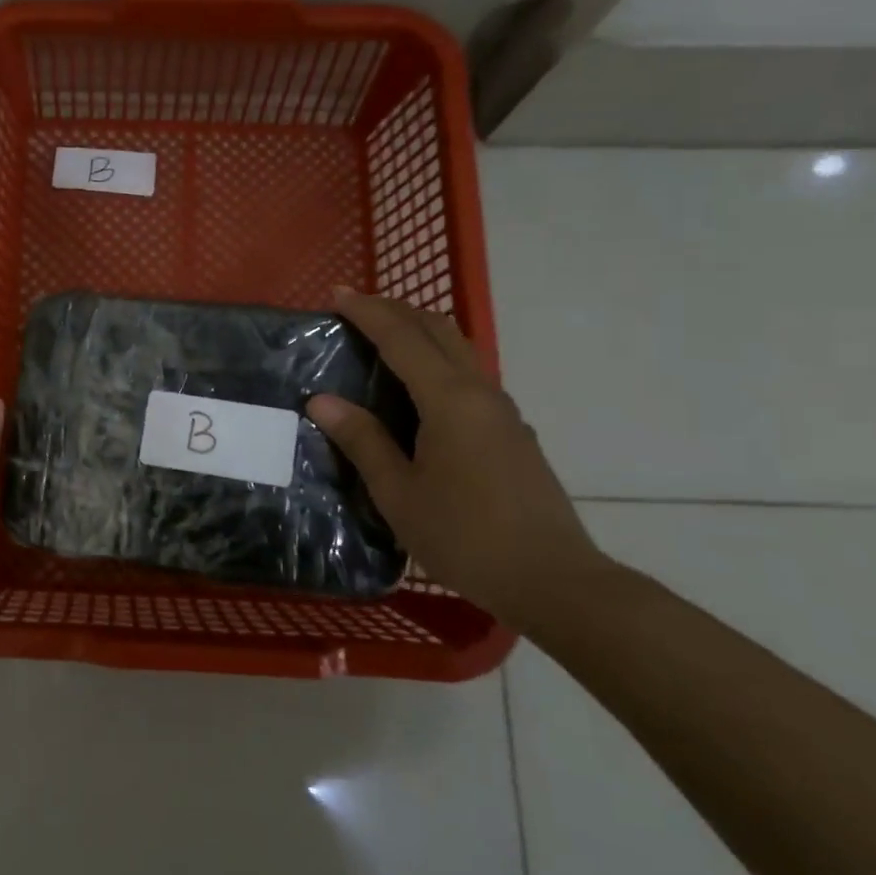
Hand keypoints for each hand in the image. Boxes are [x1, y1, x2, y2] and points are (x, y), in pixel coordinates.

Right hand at [307, 289, 603, 623]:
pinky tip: (417, 391)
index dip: (367, 312)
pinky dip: (435, 361)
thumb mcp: (399, 494)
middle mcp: (480, 393)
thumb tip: (322, 400)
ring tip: (381, 342)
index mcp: (449, 400)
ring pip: (458, 350)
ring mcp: (502, 412)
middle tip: (355, 310)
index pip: (401, 337)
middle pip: (438, 330)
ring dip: (418, 333)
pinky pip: (467, 377)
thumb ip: (362, 441)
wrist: (553, 580)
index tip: (336, 294)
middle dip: (396, 310)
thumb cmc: (466, 537)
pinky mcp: (512, 432)